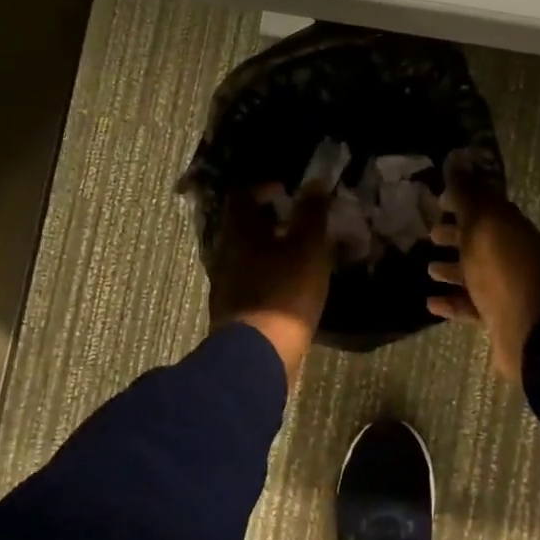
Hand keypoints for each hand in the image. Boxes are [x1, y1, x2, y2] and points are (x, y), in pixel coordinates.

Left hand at [208, 185, 332, 386]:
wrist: (257, 355)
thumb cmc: (284, 293)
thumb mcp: (307, 248)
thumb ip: (311, 214)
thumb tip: (314, 183)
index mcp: (239, 232)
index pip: (242, 195)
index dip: (263, 187)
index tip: (287, 190)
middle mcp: (225, 253)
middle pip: (243, 226)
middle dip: (269, 220)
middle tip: (298, 221)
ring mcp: (225, 284)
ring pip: (246, 255)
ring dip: (269, 249)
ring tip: (298, 254)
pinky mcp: (233, 311)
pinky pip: (249, 281)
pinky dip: (267, 275)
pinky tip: (288, 286)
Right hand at [427, 152, 539, 380]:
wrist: (531, 331)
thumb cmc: (502, 270)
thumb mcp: (482, 225)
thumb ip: (468, 196)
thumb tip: (457, 162)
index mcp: (511, 228)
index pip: (486, 205)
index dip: (463, 199)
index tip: (438, 199)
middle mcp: (511, 254)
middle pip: (481, 239)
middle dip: (456, 233)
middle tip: (429, 233)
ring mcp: (506, 287)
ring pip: (475, 272)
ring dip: (452, 268)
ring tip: (428, 269)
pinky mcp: (498, 316)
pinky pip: (471, 304)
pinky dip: (452, 302)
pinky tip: (430, 303)